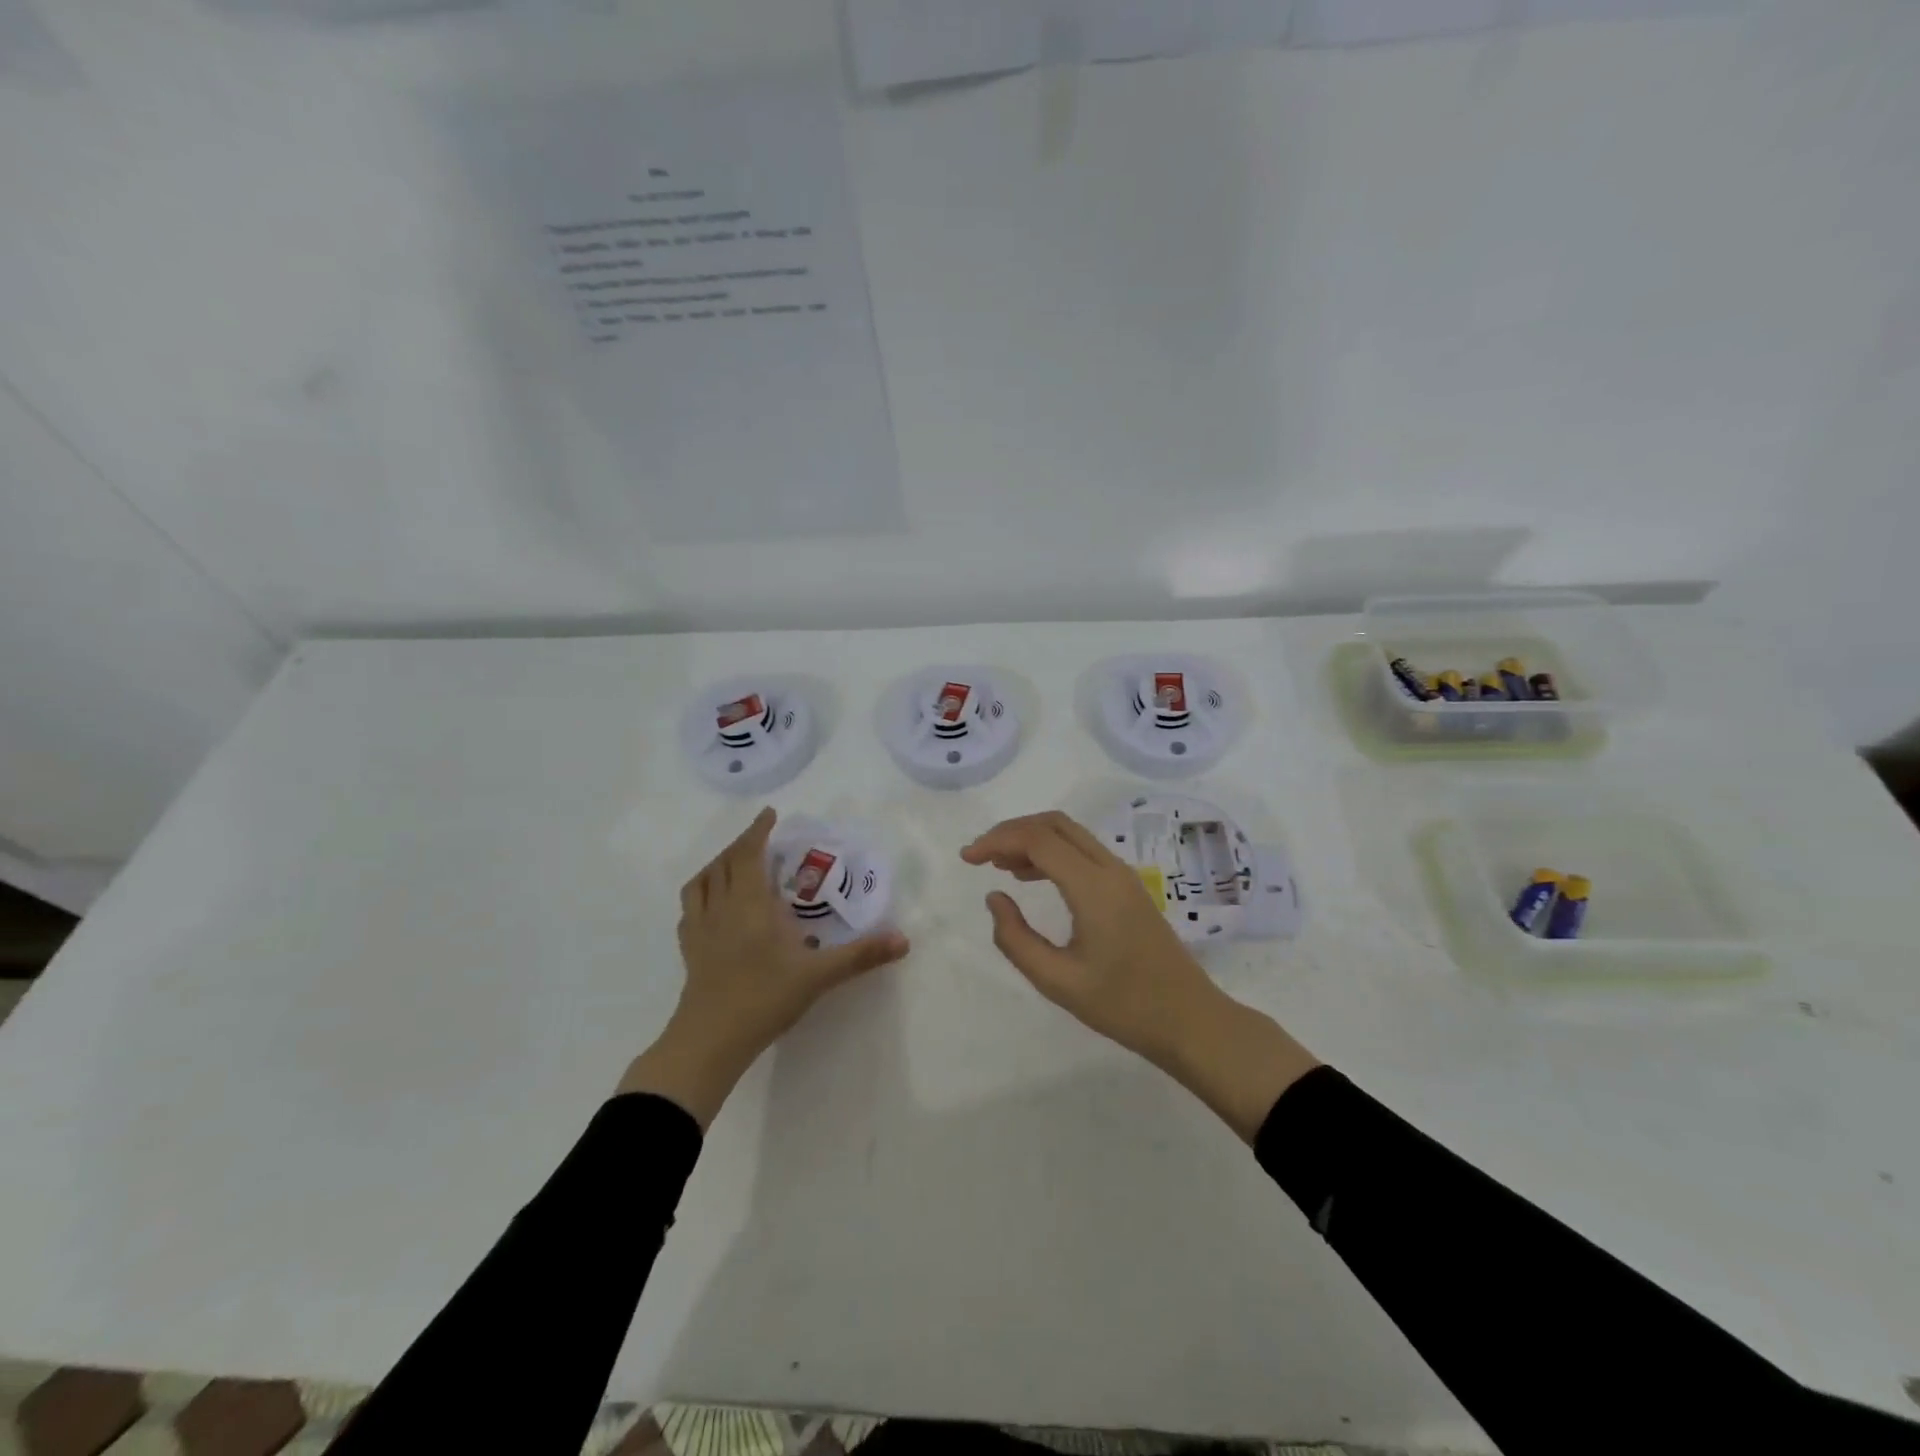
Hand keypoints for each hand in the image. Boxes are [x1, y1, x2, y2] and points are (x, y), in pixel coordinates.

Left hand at [620, 807, 909, 1126]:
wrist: (710, 1040)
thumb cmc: (765, 997)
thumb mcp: (820, 975)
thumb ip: (861, 955)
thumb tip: (903, 940)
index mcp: (750, 903)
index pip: (749, 853)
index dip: (758, 831)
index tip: (770, 814)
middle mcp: (721, 907)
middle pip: (724, 862)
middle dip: (742, 844)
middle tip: (761, 839)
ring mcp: (700, 929)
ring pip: (701, 882)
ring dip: (717, 865)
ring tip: (733, 865)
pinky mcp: (689, 950)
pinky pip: (690, 909)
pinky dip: (701, 895)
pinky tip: (712, 907)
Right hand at [962, 810, 1317, 1141]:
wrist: (1189, 1020)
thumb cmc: (1123, 1006)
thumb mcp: (1057, 981)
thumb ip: (1015, 939)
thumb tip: (994, 898)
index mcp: (1093, 887)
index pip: (1038, 840)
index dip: (997, 840)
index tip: (967, 859)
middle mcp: (1110, 869)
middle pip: (1054, 824)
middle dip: (1012, 831)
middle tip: (980, 856)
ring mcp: (1123, 876)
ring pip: (1070, 834)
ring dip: (1032, 839)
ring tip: (997, 864)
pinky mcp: (1128, 888)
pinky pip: (1083, 852)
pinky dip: (1051, 852)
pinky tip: (1030, 877)